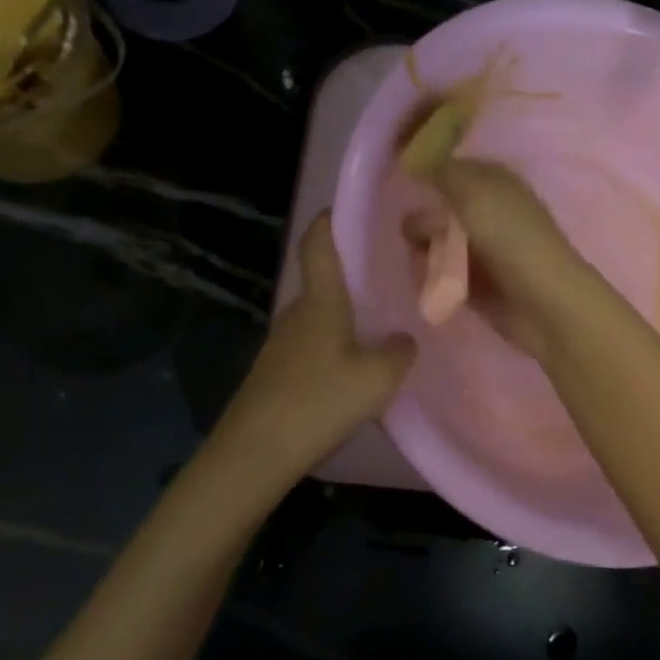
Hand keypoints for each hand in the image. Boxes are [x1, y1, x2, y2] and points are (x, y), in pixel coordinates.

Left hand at [224, 214, 415, 461]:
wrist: (255, 454)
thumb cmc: (319, 401)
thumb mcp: (378, 378)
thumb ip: (399, 353)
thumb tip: (404, 339)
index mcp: (320, 302)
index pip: (319, 244)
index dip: (331, 219)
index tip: (354, 206)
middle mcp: (297, 314)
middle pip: (323, 279)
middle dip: (354, 270)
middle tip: (393, 270)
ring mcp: (283, 344)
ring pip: (320, 314)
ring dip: (346, 310)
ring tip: (383, 317)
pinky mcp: (278, 372)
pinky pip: (314, 342)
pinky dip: (337, 340)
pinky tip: (358, 362)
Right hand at [404, 159, 593, 359]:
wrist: (544, 303)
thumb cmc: (512, 239)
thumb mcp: (474, 192)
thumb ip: (442, 172)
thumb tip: (418, 164)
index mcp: (493, 182)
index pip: (449, 170)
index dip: (426, 177)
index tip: (407, 189)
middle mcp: (487, 212)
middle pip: (436, 210)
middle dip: (424, 224)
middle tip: (427, 237)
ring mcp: (480, 250)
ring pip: (433, 244)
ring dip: (424, 255)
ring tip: (431, 268)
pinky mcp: (474, 284)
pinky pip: (439, 275)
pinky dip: (433, 279)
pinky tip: (437, 286)